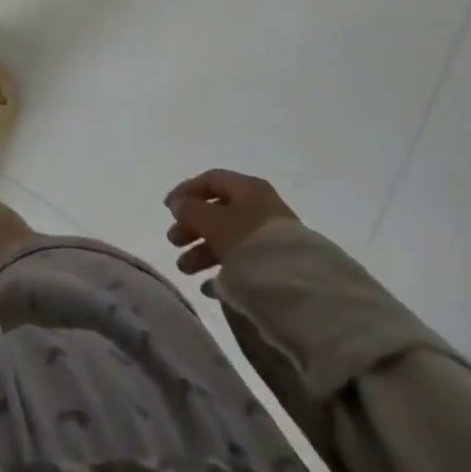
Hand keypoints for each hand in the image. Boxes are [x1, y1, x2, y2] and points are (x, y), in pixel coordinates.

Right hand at [165, 170, 296, 276]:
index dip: (186, 191)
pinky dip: (222, 270)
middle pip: (218, 210)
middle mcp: (260, 207)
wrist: (303, 291)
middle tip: (173, 242)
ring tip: (185, 269)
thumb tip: (178, 203)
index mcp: (248, 188)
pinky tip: (209, 286)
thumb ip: (191, 209)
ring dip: (203, 250)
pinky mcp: (278, 266)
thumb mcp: (214, 222)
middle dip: (192, 226)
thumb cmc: (252, 244)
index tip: (167, 210)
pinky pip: (243, 261)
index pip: (210, 180)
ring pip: (228, 238)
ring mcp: (271, 238)